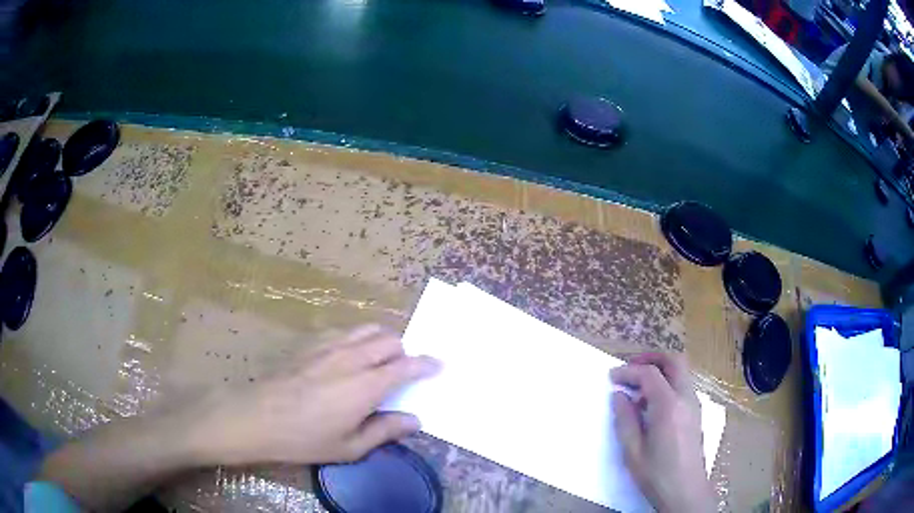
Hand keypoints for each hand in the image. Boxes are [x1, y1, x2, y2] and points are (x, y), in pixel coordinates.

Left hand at [183, 325, 439, 465]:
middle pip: (389, 339)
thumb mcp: (350, 447)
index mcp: (365, 385)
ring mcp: (328, 346)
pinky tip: (348, 357)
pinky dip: (357, 339)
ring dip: (381, 340)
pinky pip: (344, 331)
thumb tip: (415, 420)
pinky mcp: (310, 344)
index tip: (438, 365)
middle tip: (402, 371)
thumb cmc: (305, 438)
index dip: (426, 364)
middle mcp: (351, 357)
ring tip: (379, 360)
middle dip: (403, 351)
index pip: (406, 365)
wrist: (257, 417)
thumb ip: (386, 431)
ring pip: (366, 329)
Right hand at [610, 353, 714, 512]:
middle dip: (651, 358)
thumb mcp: (633, 451)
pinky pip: (683, 386)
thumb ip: (625, 419)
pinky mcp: (696, 413)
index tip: (611, 377)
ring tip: (638, 389)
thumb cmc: (656, 474)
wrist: (686, 491)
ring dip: (660, 370)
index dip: (628, 371)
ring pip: (681, 372)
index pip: (649, 374)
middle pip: (673, 361)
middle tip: (630, 368)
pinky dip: (667, 383)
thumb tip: (619, 395)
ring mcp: (694, 404)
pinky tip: (652, 404)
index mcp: (669, 406)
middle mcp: (686, 398)